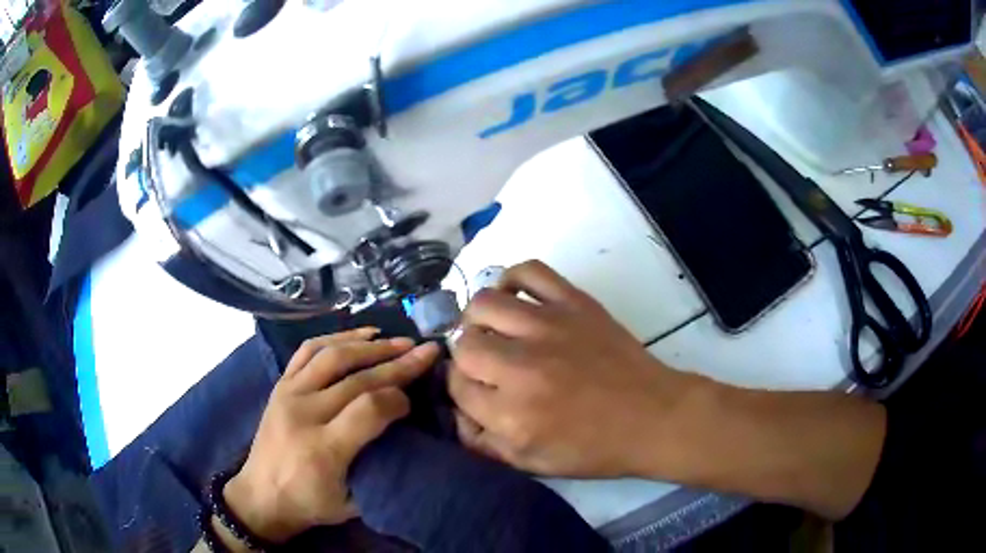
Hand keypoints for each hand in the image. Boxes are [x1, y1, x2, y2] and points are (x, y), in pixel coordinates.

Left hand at [222, 328, 439, 543]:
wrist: (261, 495)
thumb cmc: (310, 504)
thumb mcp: (353, 503)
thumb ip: (380, 469)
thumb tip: (409, 432)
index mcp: (324, 450)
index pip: (369, 409)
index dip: (398, 399)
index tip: (413, 400)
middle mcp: (304, 414)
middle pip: (356, 379)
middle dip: (397, 363)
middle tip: (426, 352)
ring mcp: (288, 394)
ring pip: (333, 356)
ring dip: (370, 345)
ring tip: (399, 340)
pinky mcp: (280, 384)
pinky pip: (308, 350)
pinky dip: (337, 338)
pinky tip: (361, 335)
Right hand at [447, 261, 703, 478]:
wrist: (653, 416)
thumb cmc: (595, 447)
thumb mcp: (533, 463)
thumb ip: (484, 443)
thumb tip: (458, 413)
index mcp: (511, 414)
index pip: (456, 386)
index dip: (460, 388)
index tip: (474, 390)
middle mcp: (521, 367)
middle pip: (464, 345)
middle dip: (466, 357)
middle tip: (485, 364)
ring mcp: (548, 327)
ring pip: (483, 304)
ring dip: (478, 319)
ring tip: (492, 329)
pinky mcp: (574, 302)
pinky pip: (529, 271)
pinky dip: (512, 279)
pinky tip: (515, 298)